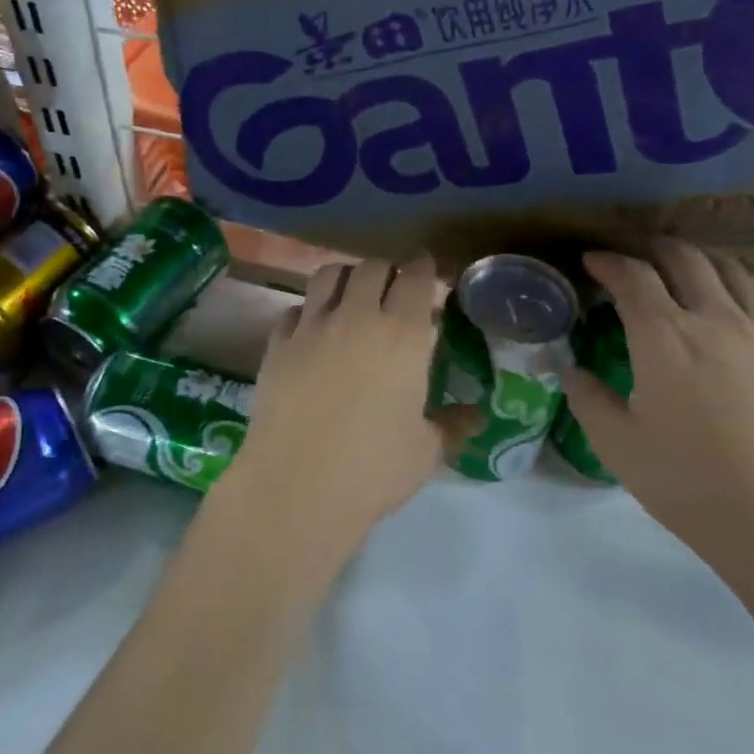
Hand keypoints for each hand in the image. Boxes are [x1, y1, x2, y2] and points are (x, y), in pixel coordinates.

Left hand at [215, 256, 459, 578]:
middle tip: (394, 289)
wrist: (296, 486)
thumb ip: (452, 426)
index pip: (416, 278)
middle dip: (388, 271)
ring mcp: (311, 326)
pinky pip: (294, 309)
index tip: (429, 271)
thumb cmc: (372, 469)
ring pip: (329, 275)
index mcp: (401, 334)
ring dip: (347, 278)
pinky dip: (309, 310)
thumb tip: (477, 416)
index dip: (424, 269)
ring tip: (353, 297)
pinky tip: (313, 330)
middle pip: (372, 268)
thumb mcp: (425, 452)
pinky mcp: (276, 343)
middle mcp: (356, 317)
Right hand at [564, 241, 753, 593]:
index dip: (608, 261)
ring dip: (699, 260)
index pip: (632, 276)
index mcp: (664, 336)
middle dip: (654, 248)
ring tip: (681, 270)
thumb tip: (574, 371)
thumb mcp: (617, 445)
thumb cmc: (691, 483)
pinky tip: (725, 315)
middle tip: (634, 258)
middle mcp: (715, 320)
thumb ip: (588, 399)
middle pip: (686, 258)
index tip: (590, 260)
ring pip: (731, 271)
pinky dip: (732, 290)